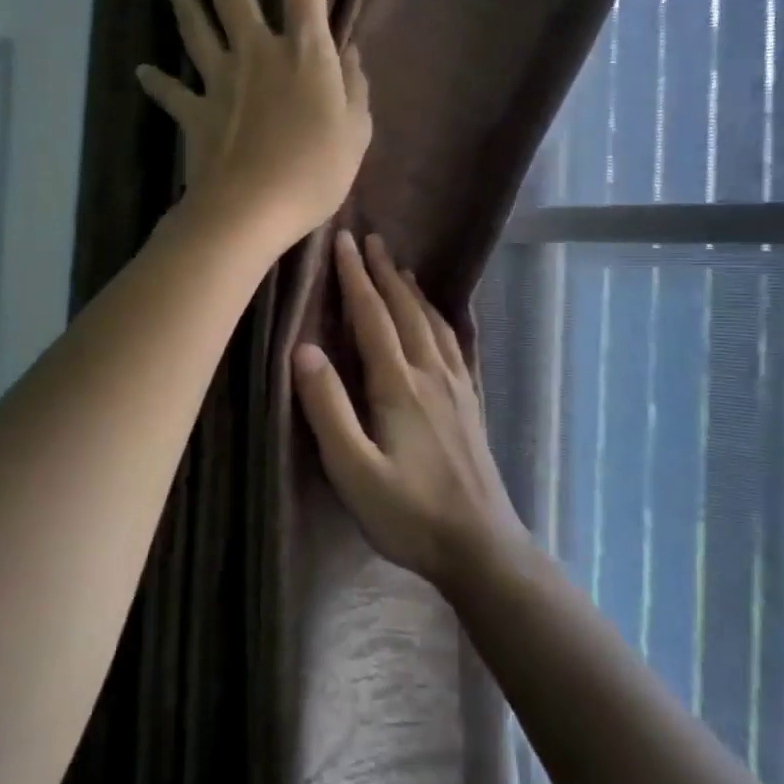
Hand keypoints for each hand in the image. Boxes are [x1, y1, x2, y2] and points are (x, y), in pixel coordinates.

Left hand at [138, 0, 371, 249]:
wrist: (250, 212)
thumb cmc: (314, 173)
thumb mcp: (356, 132)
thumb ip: (355, 88)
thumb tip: (350, 53)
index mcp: (303, 51)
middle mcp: (255, 52)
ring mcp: (220, 81)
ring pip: (195, 25)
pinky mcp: (196, 114)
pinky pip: (174, 94)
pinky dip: (159, 82)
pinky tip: (145, 71)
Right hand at [293, 230, 526, 586]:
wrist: (480, 545)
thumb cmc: (408, 513)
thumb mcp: (353, 470)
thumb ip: (328, 409)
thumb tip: (303, 349)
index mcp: (399, 386)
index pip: (373, 317)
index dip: (356, 277)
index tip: (343, 241)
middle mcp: (431, 374)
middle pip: (405, 310)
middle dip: (385, 272)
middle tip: (370, 239)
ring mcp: (457, 387)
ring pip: (432, 323)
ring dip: (412, 290)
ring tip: (401, 267)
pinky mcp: (471, 403)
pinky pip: (453, 344)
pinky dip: (440, 318)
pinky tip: (439, 320)